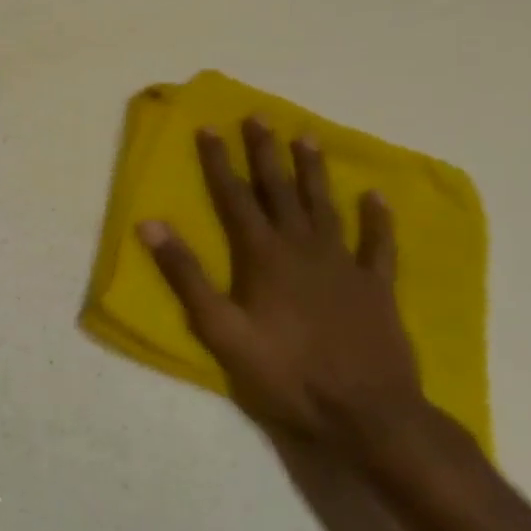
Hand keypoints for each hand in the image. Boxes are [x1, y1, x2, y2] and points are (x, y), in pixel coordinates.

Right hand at [139, 117, 425, 458]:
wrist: (365, 413)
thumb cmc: (284, 373)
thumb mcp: (220, 329)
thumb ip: (186, 275)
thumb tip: (151, 224)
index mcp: (263, 256)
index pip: (235, 198)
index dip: (220, 162)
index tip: (210, 127)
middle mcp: (303, 248)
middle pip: (280, 191)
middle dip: (266, 152)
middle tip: (259, 116)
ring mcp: (344, 265)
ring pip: (325, 206)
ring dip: (313, 171)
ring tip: (306, 137)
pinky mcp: (376, 287)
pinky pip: (379, 245)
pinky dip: (378, 219)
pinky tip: (375, 196)